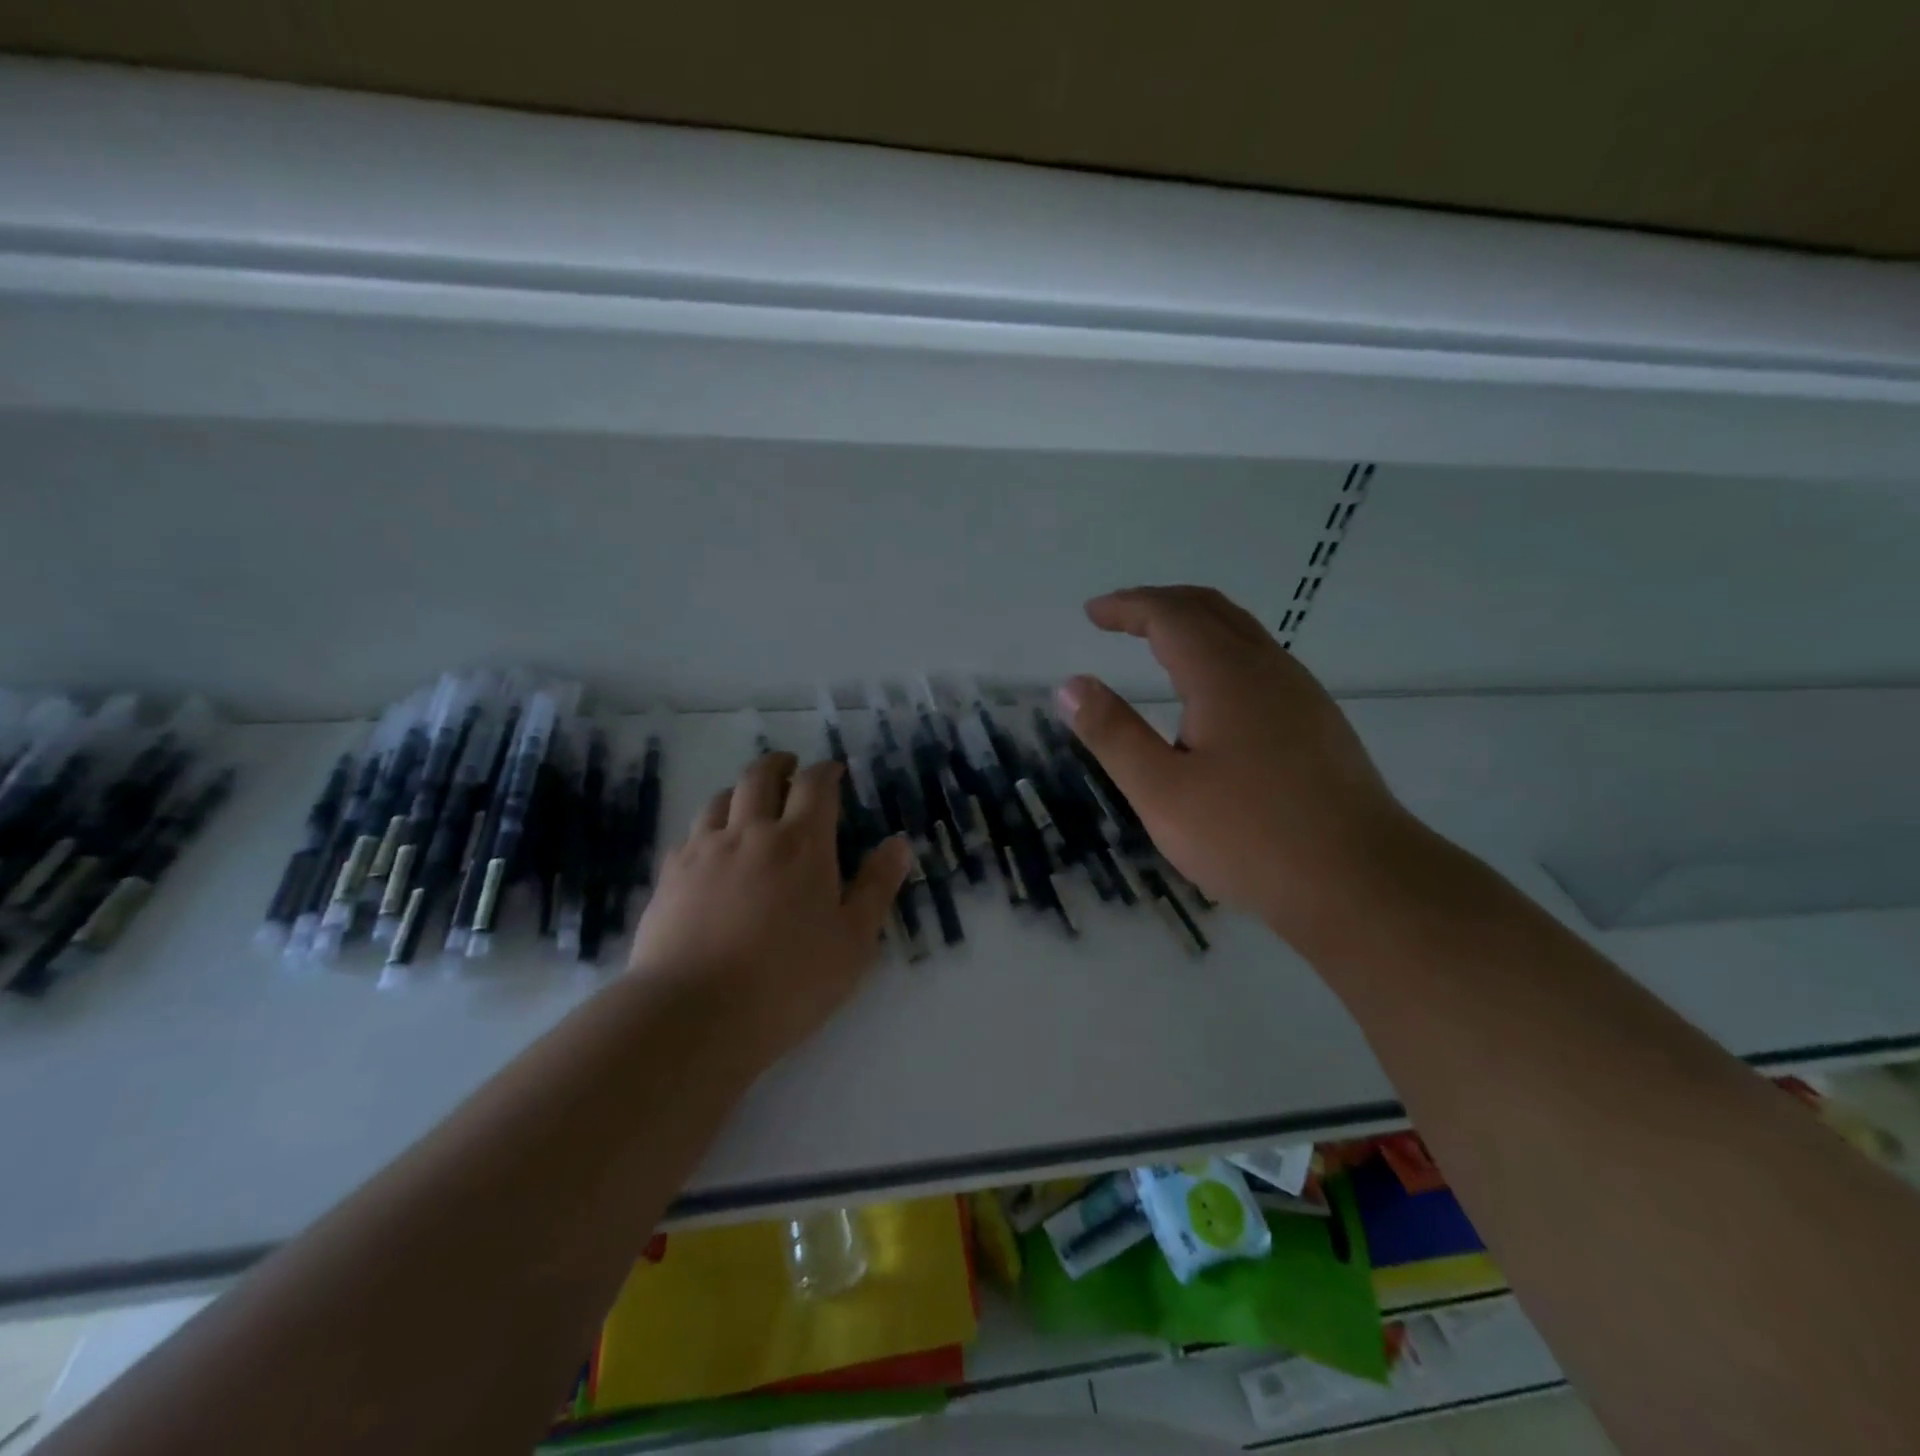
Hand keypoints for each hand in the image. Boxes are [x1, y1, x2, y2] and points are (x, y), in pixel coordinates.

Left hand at [628, 752, 911, 1065]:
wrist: (694, 1014)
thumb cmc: (789, 981)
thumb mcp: (853, 941)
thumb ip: (876, 887)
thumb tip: (899, 843)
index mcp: (801, 843)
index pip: (816, 785)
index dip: (827, 771)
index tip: (834, 771)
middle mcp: (750, 832)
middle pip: (760, 777)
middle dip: (779, 765)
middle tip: (790, 768)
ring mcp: (704, 851)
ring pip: (719, 799)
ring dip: (740, 792)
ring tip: (750, 803)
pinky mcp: (670, 876)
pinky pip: (690, 835)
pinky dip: (708, 829)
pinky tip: (711, 849)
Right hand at [1057, 585, 1414, 941]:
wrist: (1362, 883)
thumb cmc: (1250, 837)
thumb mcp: (1161, 791)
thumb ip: (1113, 734)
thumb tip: (1071, 685)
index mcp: (1226, 675)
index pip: (1170, 615)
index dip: (1127, 607)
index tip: (1092, 613)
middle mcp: (1268, 669)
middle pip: (1210, 609)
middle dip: (1160, 604)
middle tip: (1119, 617)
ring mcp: (1301, 694)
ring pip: (1241, 633)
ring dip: (1193, 625)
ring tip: (1157, 644)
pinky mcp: (1318, 723)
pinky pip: (1260, 662)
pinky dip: (1219, 652)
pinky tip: (1210, 694)